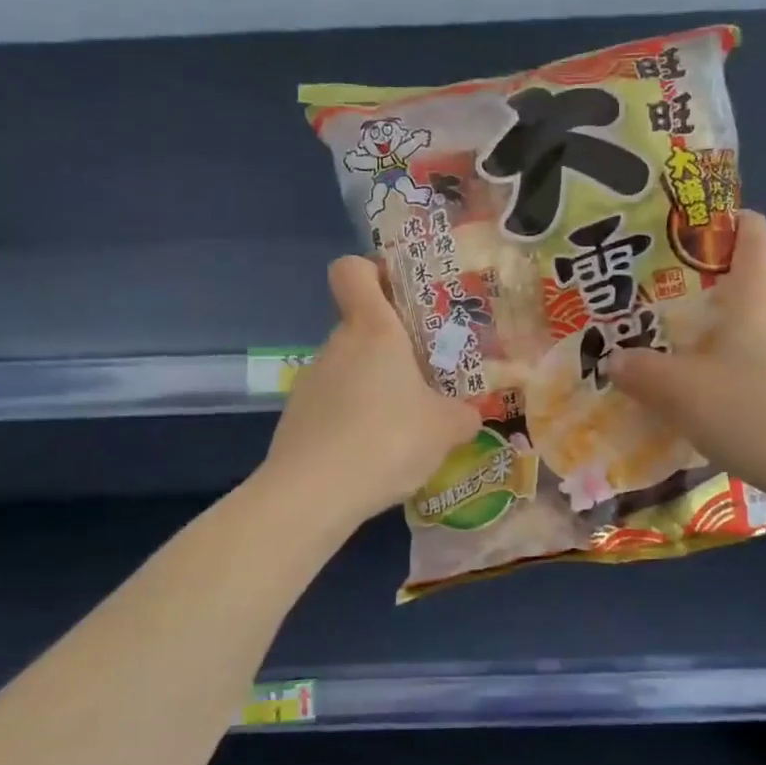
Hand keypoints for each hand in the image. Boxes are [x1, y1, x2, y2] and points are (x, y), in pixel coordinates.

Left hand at [263, 257, 481, 524]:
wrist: (313, 494)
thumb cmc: (388, 439)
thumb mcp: (445, 429)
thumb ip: (463, 414)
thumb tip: (469, 414)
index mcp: (373, 330)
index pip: (353, 270)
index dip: (373, 271)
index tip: (402, 295)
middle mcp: (337, 346)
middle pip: (362, 328)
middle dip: (395, 349)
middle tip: (428, 379)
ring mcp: (311, 382)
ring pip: (350, 370)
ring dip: (376, 388)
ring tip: (405, 427)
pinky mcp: (297, 418)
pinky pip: (335, 405)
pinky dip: (355, 420)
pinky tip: (374, 455)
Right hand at [607, 210, 765, 500]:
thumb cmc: (747, 411)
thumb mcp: (678, 394)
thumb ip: (641, 373)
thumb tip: (614, 360)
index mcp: (758, 301)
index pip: (757, 242)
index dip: (742, 224)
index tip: (723, 224)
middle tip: (740, 303)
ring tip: (747, 350)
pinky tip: (762, 391)